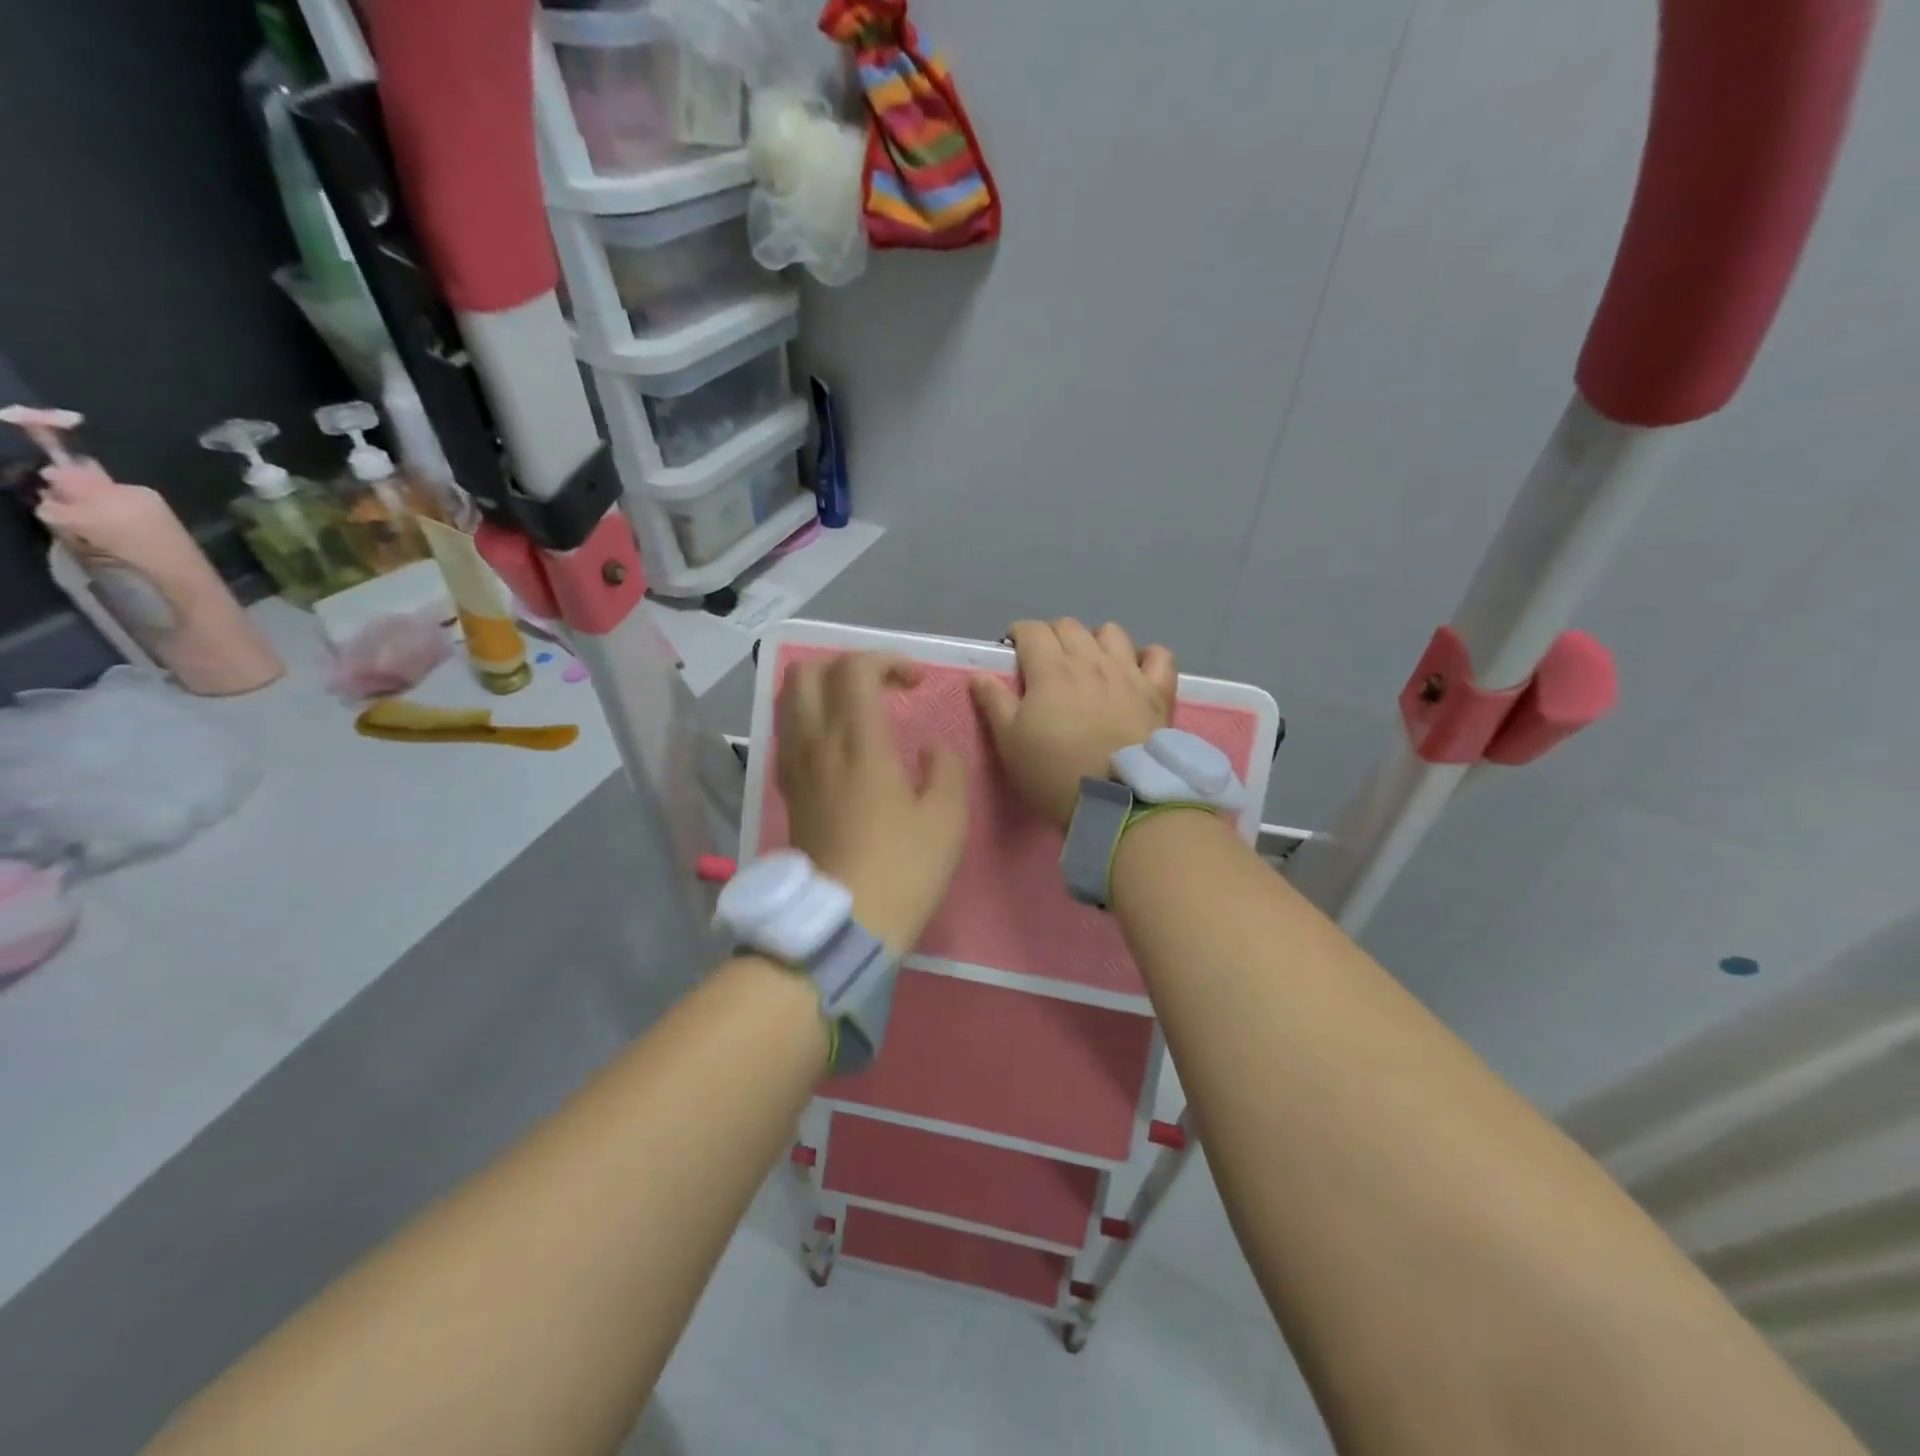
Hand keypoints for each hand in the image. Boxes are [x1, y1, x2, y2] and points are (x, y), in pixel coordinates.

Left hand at [777, 652, 968, 952]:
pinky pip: (788, 734)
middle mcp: (817, 745)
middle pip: (808, 673)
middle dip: (847, 666)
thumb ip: (946, 767)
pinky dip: (809, 719)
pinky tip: (837, 744)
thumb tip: (931, 747)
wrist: (843, 923)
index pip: (855, 670)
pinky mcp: (788, 791)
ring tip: (857, 709)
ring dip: (823, 689)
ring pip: (789, 701)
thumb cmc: (902, 869)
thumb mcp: (948, 818)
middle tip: (882, 687)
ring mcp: (795, 768)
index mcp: (858, 743)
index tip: (917, 683)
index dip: (888, 660)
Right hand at [971, 619, 1177, 829]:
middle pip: (1068, 626)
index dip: (1018, 635)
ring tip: (1090, 664)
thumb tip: (979, 674)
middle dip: (1052, 636)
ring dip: (1096, 641)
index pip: (1031, 630)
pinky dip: (1146, 657)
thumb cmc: (1054, 773)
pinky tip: (1136, 672)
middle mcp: (1090, 660)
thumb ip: (994, 703)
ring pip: (1112, 632)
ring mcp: (1128, 672)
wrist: (1117, 800)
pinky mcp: (1157, 691)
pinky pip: (1159, 655)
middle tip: (1046, 663)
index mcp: (1050, 669)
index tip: (1012, 652)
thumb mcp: (1010, 743)